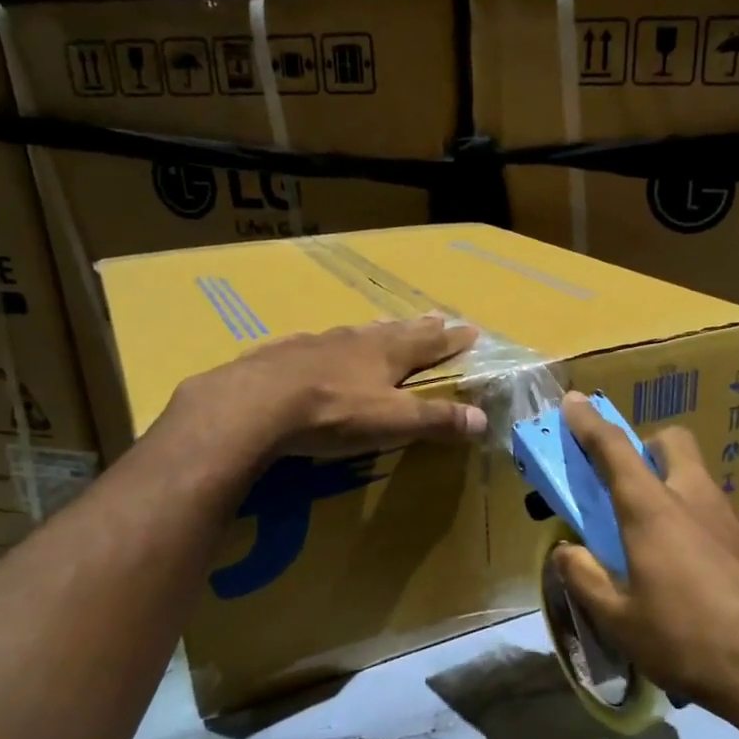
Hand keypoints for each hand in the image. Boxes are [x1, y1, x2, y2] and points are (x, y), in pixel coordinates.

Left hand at [195, 316, 488, 456]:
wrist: (254, 404)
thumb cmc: (333, 413)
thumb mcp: (392, 421)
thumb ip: (436, 420)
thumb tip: (483, 420)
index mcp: (386, 353)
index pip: (429, 342)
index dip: (451, 339)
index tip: (470, 329)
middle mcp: (354, 340)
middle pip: (394, 330)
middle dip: (418, 327)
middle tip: (435, 316)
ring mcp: (315, 343)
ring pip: (353, 333)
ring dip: (373, 331)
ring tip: (381, 327)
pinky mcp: (281, 354)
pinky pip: (313, 345)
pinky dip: (326, 345)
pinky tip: (317, 348)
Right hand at [552, 393, 738, 738]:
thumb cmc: (687, 643)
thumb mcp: (619, 621)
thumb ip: (584, 577)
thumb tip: (565, 550)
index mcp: (654, 512)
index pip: (615, 450)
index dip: (590, 424)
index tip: (574, 402)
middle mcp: (700, 501)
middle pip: (676, 443)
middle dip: (652, 446)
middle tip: (638, 484)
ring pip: (711, 486)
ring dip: (690, 500)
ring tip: (684, 550)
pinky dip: (726, 537)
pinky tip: (728, 578)